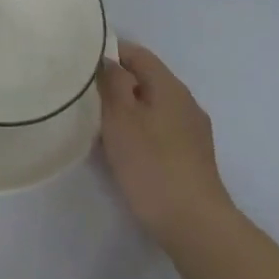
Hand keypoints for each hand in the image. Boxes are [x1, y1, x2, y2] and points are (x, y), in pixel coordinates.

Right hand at [97, 42, 233, 246]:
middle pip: (147, 80)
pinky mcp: (193, 158)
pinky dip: (141, 131)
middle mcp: (185, 102)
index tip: (83, 64)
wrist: (196, 226)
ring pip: (154, 107)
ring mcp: (193, 131)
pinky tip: (126, 151)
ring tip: (100, 125)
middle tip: (86, 97)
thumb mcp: (121, 118)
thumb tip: (109, 61)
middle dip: (117, 84)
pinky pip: (161, 130)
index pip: (137, 53)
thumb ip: (112, 83)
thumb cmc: (152, 165)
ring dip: (128, 110)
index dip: (110, 52)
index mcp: (170, 86)